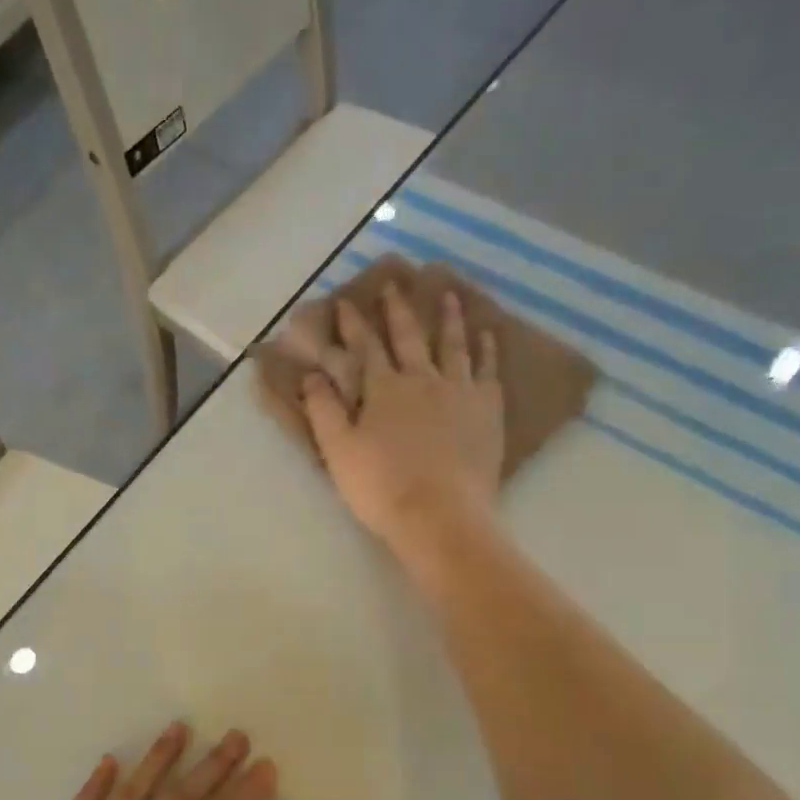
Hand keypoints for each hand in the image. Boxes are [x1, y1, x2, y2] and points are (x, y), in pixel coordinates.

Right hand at [302, 286, 505, 556]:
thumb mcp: (338, 450)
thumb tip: (312, 375)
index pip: (365, 347)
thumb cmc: (380, 486)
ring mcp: (459, 391)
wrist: (440, 515)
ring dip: (448, 318)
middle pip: (409, 337)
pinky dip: (486, 349)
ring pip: (453, 345)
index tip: (346, 302)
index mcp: (383, 388)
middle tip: (395, 284)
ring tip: (449, 294)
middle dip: (398, 310)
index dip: (354, 324)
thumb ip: (323, 409)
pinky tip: (487, 335)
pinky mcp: (487, 409)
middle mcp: (422, 379)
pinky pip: (487, 370)